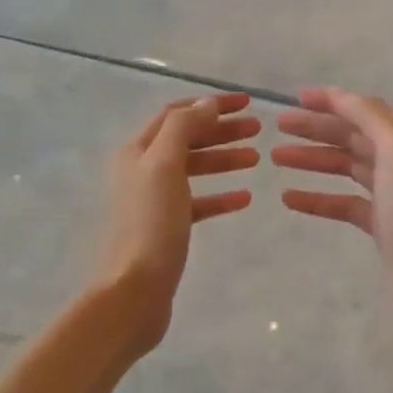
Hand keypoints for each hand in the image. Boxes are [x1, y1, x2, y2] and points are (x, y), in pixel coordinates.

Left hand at [97, 94, 258, 358]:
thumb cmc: (151, 223)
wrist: (135, 289)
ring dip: (224, 159)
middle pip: (186, 139)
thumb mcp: (165, 165)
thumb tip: (207, 103)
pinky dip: (220, 196)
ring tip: (257, 158)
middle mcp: (141, 170)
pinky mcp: (167, 228)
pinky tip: (244, 198)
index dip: (210, 104)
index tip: (246, 102)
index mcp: (137, 150)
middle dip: (221, 130)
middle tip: (258, 128)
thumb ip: (185, 128)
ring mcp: (154, 200)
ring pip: (194, 169)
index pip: (176, 114)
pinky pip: (198, 203)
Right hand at [272, 87, 392, 335]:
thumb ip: (369, 117)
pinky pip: (343, 203)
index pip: (364, 109)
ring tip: (277, 157)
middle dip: (316, 129)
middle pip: (352, 136)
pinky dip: (317, 199)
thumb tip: (341, 96)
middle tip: (278, 126)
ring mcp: (391, 194)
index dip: (331, 101)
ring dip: (313, 160)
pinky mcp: (380, 224)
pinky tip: (289, 198)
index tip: (296, 97)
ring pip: (345, 167)